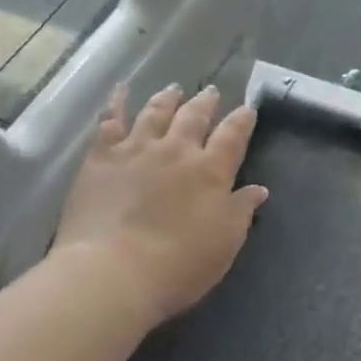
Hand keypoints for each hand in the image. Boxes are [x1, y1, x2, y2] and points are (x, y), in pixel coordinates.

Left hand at [51, 84, 267, 327]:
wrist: (112, 271)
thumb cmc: (177, 264)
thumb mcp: (224, 243)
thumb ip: (241, 211)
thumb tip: (258, 189)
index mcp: (210, 170)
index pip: (233, 136)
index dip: (242, 120)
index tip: (247, 109)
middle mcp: (177, 150)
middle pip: (195, 116)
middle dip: (206, 103)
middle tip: (212, 92)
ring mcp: (137, 148)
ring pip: (156, 112)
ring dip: (168, 99)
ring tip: (174, 89)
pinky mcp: (102, 157)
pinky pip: (110, 121)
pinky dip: (116, 103)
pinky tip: (120, 90)